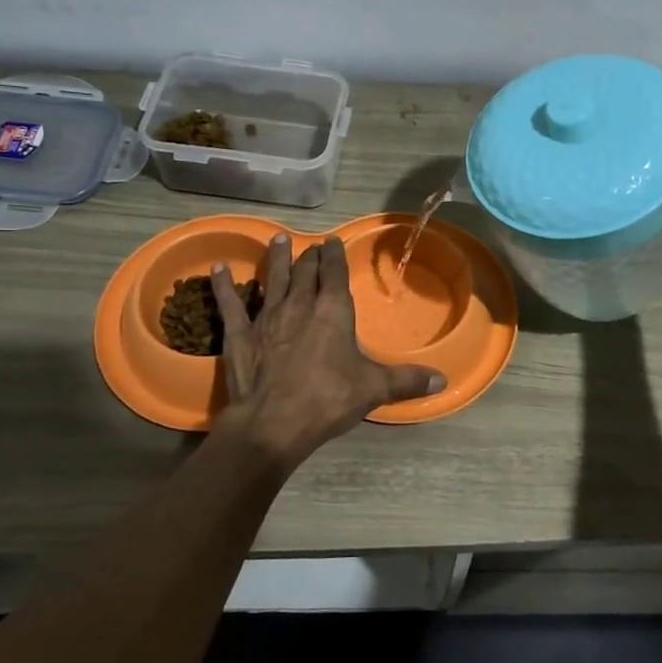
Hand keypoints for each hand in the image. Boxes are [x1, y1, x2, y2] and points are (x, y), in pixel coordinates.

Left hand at [210, 234, 444, 467]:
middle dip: (309, 256)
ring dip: (275, 260)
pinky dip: (224, 285)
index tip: (332, 241)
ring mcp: (266, 317)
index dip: (334, 256)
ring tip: (276, 240)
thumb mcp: (374, 389)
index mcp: (333, 312)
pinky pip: (230, 304)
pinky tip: (217, 268)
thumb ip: (407, 380)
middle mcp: (300, 306)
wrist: (273, 422)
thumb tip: (444, 378)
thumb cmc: (328, 399)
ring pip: (272, 280)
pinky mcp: (239, 334)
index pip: (335, 274)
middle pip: (304, 272)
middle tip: (310, 245)